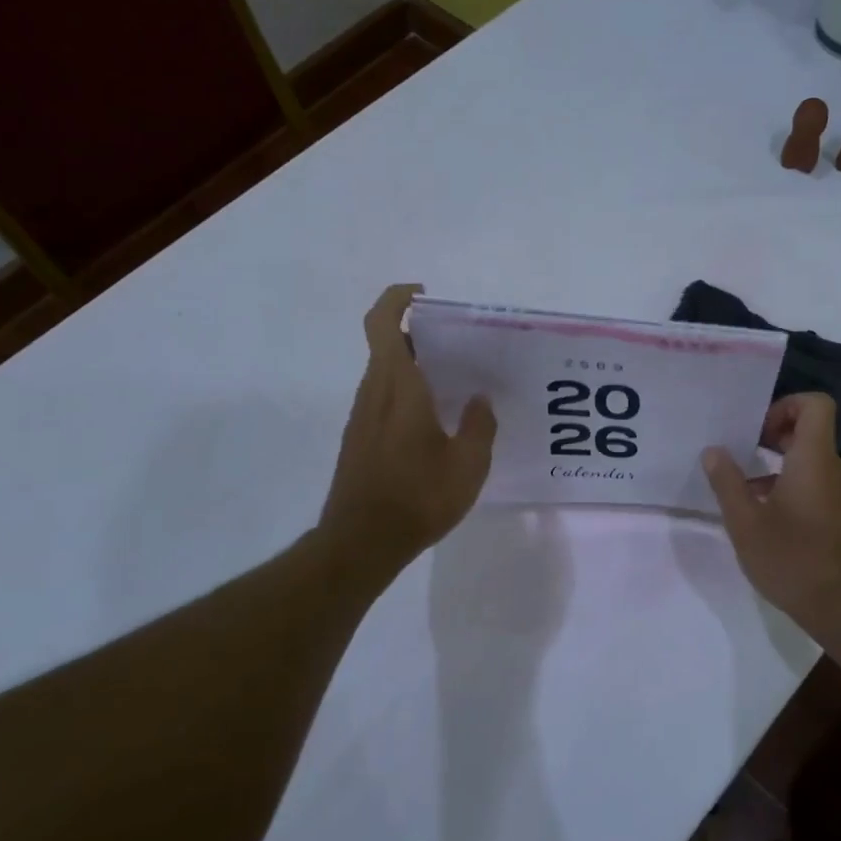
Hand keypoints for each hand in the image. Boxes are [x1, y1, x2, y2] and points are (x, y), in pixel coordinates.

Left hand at [318, 285, 495, 566]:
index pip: (383, 323)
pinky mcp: (359, 438)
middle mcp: (373, 393)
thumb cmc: (417, 498)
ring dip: (414, 365)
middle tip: (459, 346)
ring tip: (456, 383)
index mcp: (398, 387)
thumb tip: (480, 401)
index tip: (426, 297)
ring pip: (384, 372)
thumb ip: (479, 426)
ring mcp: (362, 417)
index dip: (398, 299)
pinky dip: (408, 391)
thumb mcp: (467, 465)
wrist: (360, 543)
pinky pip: (384, 398)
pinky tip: (437, 420)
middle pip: (386, 344)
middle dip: (419, 335)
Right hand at [702, 393, 840, 625]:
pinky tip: (765, 517)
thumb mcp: (745, 522)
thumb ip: (726, 482)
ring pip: (811, 460)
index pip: (816, 404)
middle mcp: (834, 469)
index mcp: (814, 460)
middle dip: (774, 435)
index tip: (757, 431)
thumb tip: (713, 451)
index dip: (786, 405)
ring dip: (778, 465)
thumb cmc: (792, 559)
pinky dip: (791, 486)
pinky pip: (816, 483)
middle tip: (741, 454)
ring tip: (744, 490)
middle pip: (810, 430)